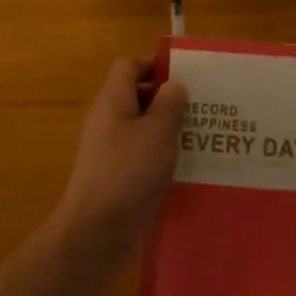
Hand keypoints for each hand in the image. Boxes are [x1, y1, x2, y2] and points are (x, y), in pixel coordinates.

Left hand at [51, 59, 187, 259]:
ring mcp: (107, 149)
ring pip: (139, 127)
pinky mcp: (112, 175)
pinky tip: (182, 169)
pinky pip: (138, 154)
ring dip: (165, 130)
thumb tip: (174, 85)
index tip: (183, 76)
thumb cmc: (129, 172)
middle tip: (200, 109)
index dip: (153, 64)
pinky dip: (158, 156)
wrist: (96, 231)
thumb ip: (169, 104)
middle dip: (167, 99)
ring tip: (198, 138)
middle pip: (135, 96)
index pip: (128, 66)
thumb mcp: (158, 133)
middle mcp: (106, 119)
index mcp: (113, 100)